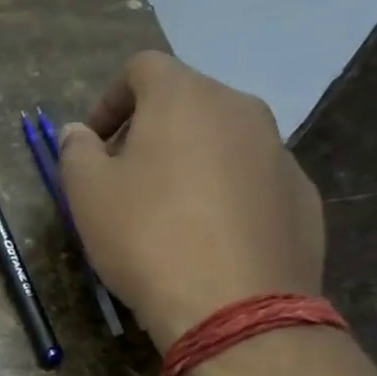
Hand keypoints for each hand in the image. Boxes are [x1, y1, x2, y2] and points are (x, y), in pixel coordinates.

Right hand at [57, 50, 325, 348]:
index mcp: (184, 97)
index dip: (109, 100)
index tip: (92, 145)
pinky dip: (224, 194)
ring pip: (222, 141)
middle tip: (123, 179)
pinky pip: (251, 180)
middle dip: (148, 132)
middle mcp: (240, 109)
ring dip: (188, 162)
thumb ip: (75, 152)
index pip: (142, 68)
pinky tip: (207, 240)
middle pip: (186, 102)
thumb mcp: (87, 195)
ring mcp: (279, 152)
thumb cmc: (147, 238)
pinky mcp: (301, 196)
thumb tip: (78, 133)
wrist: (233, 307)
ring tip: (166, 214)